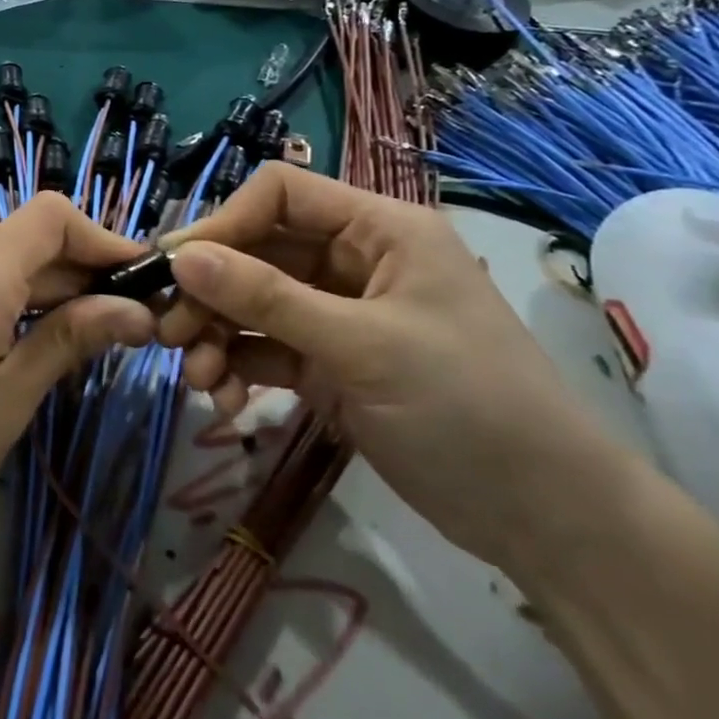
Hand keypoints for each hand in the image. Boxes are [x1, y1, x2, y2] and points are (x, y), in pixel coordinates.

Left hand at [0, 192, 155, 558]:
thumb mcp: (11, 397)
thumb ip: (71, 338)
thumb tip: (137, 310)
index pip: (51, 216)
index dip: (102, 238)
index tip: (141, 279)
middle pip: (27, 239)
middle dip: (80, 271)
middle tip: (128, 319)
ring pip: (0, 259)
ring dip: (47, 286)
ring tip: (87, 334)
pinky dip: (10, 295)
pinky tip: (29, 337)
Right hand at [158, 163, 626, 569]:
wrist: (548, 524)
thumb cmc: (469, 408)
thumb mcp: (362, 346)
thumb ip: (266, 297)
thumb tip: (179, 257)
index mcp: (378, 230)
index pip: (280, 194)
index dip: (224, 222)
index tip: (176, 266)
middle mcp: (352, 260)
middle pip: (256, 250)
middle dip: (211, 291)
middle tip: (171, 333)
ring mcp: (336, 312)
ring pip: (252, 301)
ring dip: (217, 334)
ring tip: (198, 378)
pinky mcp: (326, 361)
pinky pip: (264, 346)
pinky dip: (237, 366)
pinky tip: (224, 398)